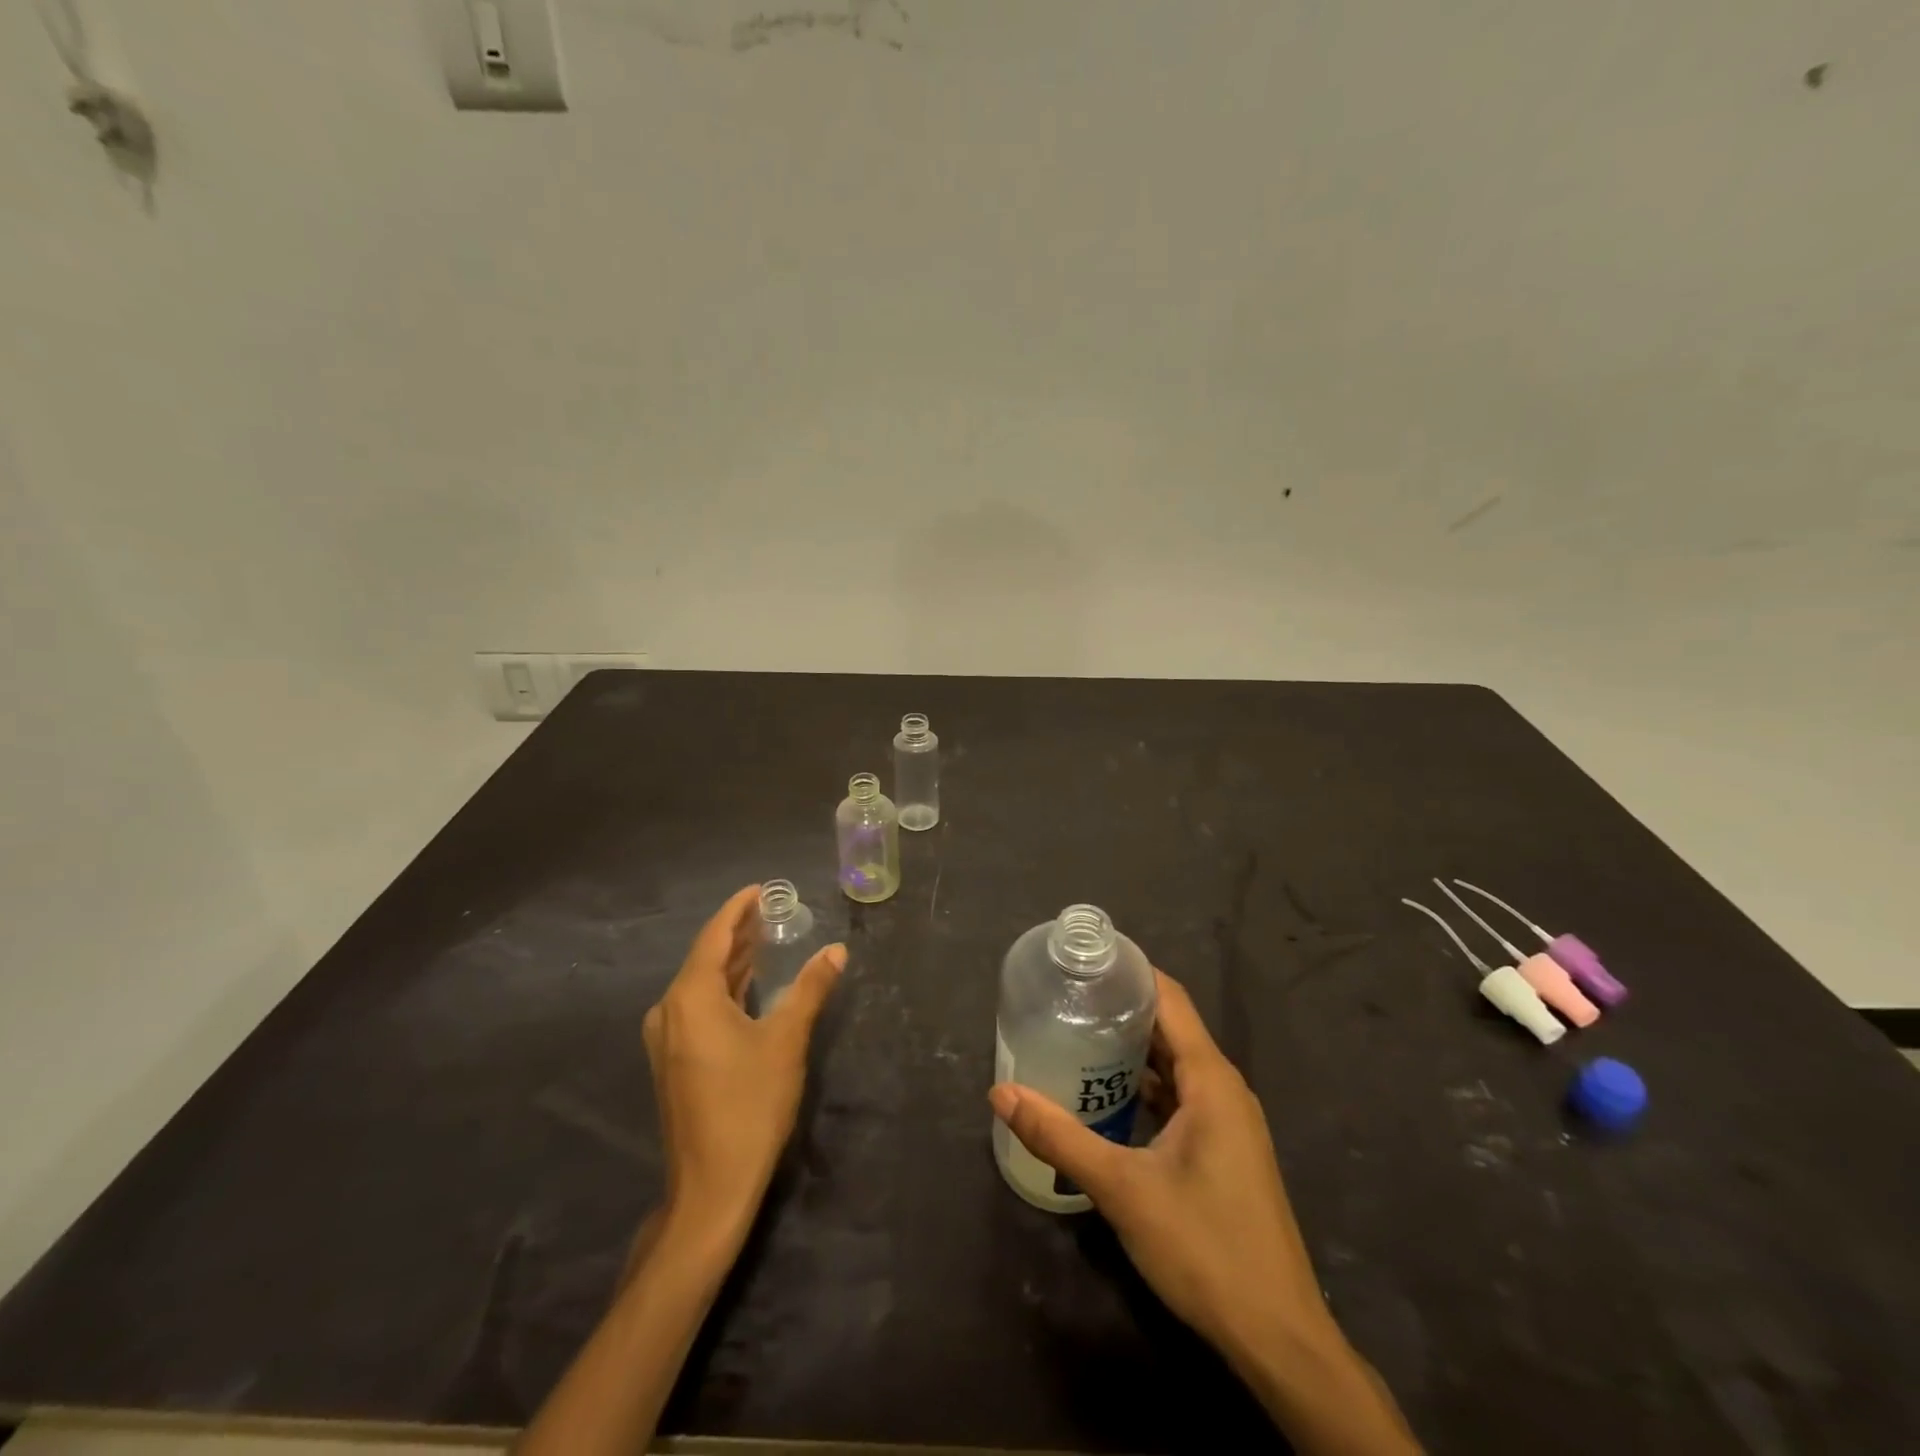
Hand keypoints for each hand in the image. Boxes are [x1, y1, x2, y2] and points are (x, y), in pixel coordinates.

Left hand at [644, 885, 845, 1242]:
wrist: (711, 1186)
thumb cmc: (750, 1104)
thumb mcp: (787, 1040)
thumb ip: (811, 988)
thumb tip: (837, 950)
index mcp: (691, 997)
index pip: (714, 936)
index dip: (738, 909)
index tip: (761, 888)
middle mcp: (670, 1010)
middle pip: (706, 956)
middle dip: (738, 932)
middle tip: (771, 909)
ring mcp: (668, 1037)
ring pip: (702, 983)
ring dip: (733, 960)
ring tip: (765, 937)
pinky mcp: (675, 1059)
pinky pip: (700, 1006)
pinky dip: (726, 987)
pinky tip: (749, 984)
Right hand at [988, 971, 1332, 1357]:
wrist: (1278, 1337)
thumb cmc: (1204, 1247)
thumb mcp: (1122, 1187)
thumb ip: (1059, 1135)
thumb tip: (1000, 1092)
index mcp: (1210, 1078)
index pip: (1169, 998)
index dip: (1130, 972)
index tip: (1084, 960)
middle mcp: (1223, 1088)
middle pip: (1169, 1027)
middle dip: (1120, 1009)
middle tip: (1065, 997)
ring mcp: (1227, 1122)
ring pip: (1174, 1065)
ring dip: (1130, 1051)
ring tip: (1076, 1037)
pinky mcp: (1224, 1150)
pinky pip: (1180, 1097)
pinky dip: (1144, 1087)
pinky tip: (1106, 1097)